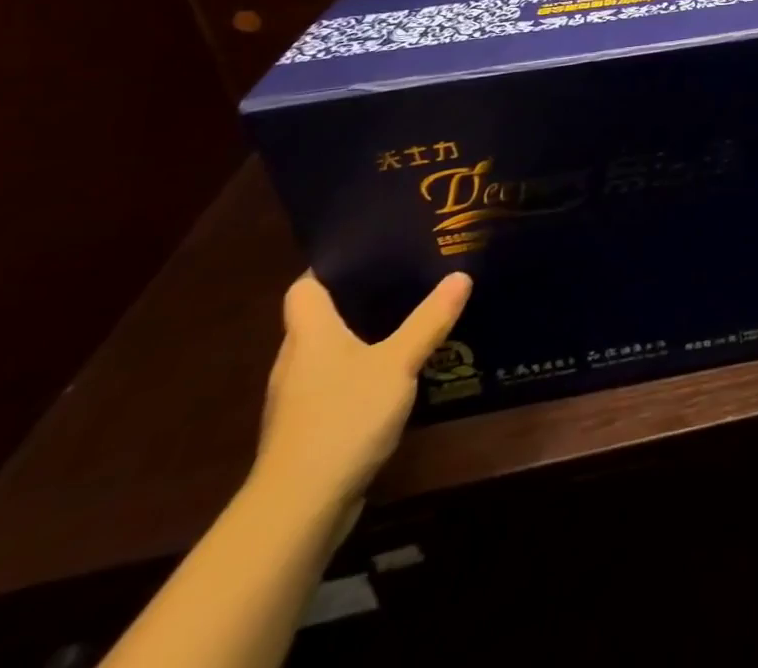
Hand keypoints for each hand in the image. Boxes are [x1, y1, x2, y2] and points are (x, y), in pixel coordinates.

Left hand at [253, 271, 471, 519]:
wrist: (298, 509)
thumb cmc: (343, 418)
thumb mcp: (398, 363)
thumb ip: (429, 320)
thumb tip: (460, 275)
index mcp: (309, 334)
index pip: (305, 286)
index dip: (331, 266)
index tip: (370, 248)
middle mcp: (296, 360)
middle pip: (320, 317)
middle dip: (358, 297)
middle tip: (406, 275)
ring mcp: (299, 398)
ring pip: (330, 352)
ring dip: (362, 336)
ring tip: (409, 317)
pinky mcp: (310, 428)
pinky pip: (337, 383)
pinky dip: (362, 371)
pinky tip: (396, 372)